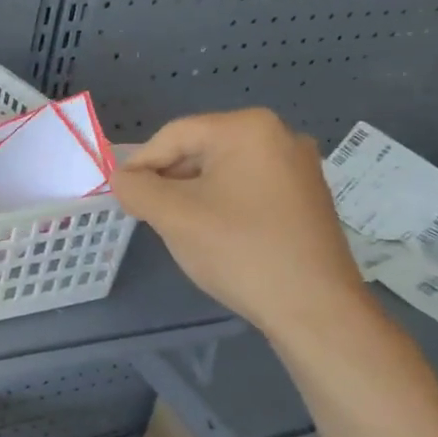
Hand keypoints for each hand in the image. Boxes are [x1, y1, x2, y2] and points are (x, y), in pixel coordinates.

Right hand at [112, 109, 372, 338]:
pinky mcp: (305, 196)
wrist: (314, 308)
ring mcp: (297, 167)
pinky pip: (246, 188)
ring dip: (192, 195)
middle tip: (150, 216)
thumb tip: (122, 179)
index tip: (123, 198)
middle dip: (168, 181)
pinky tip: (215, 236)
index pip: (173, 135)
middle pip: (199, 149)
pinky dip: (220, 205)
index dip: (140, 165)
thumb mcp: (173, 216)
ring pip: (221, 171)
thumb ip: (136, 189)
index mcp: (248, 128)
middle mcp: (279, 136)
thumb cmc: (240, 251)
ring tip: (181, 229)